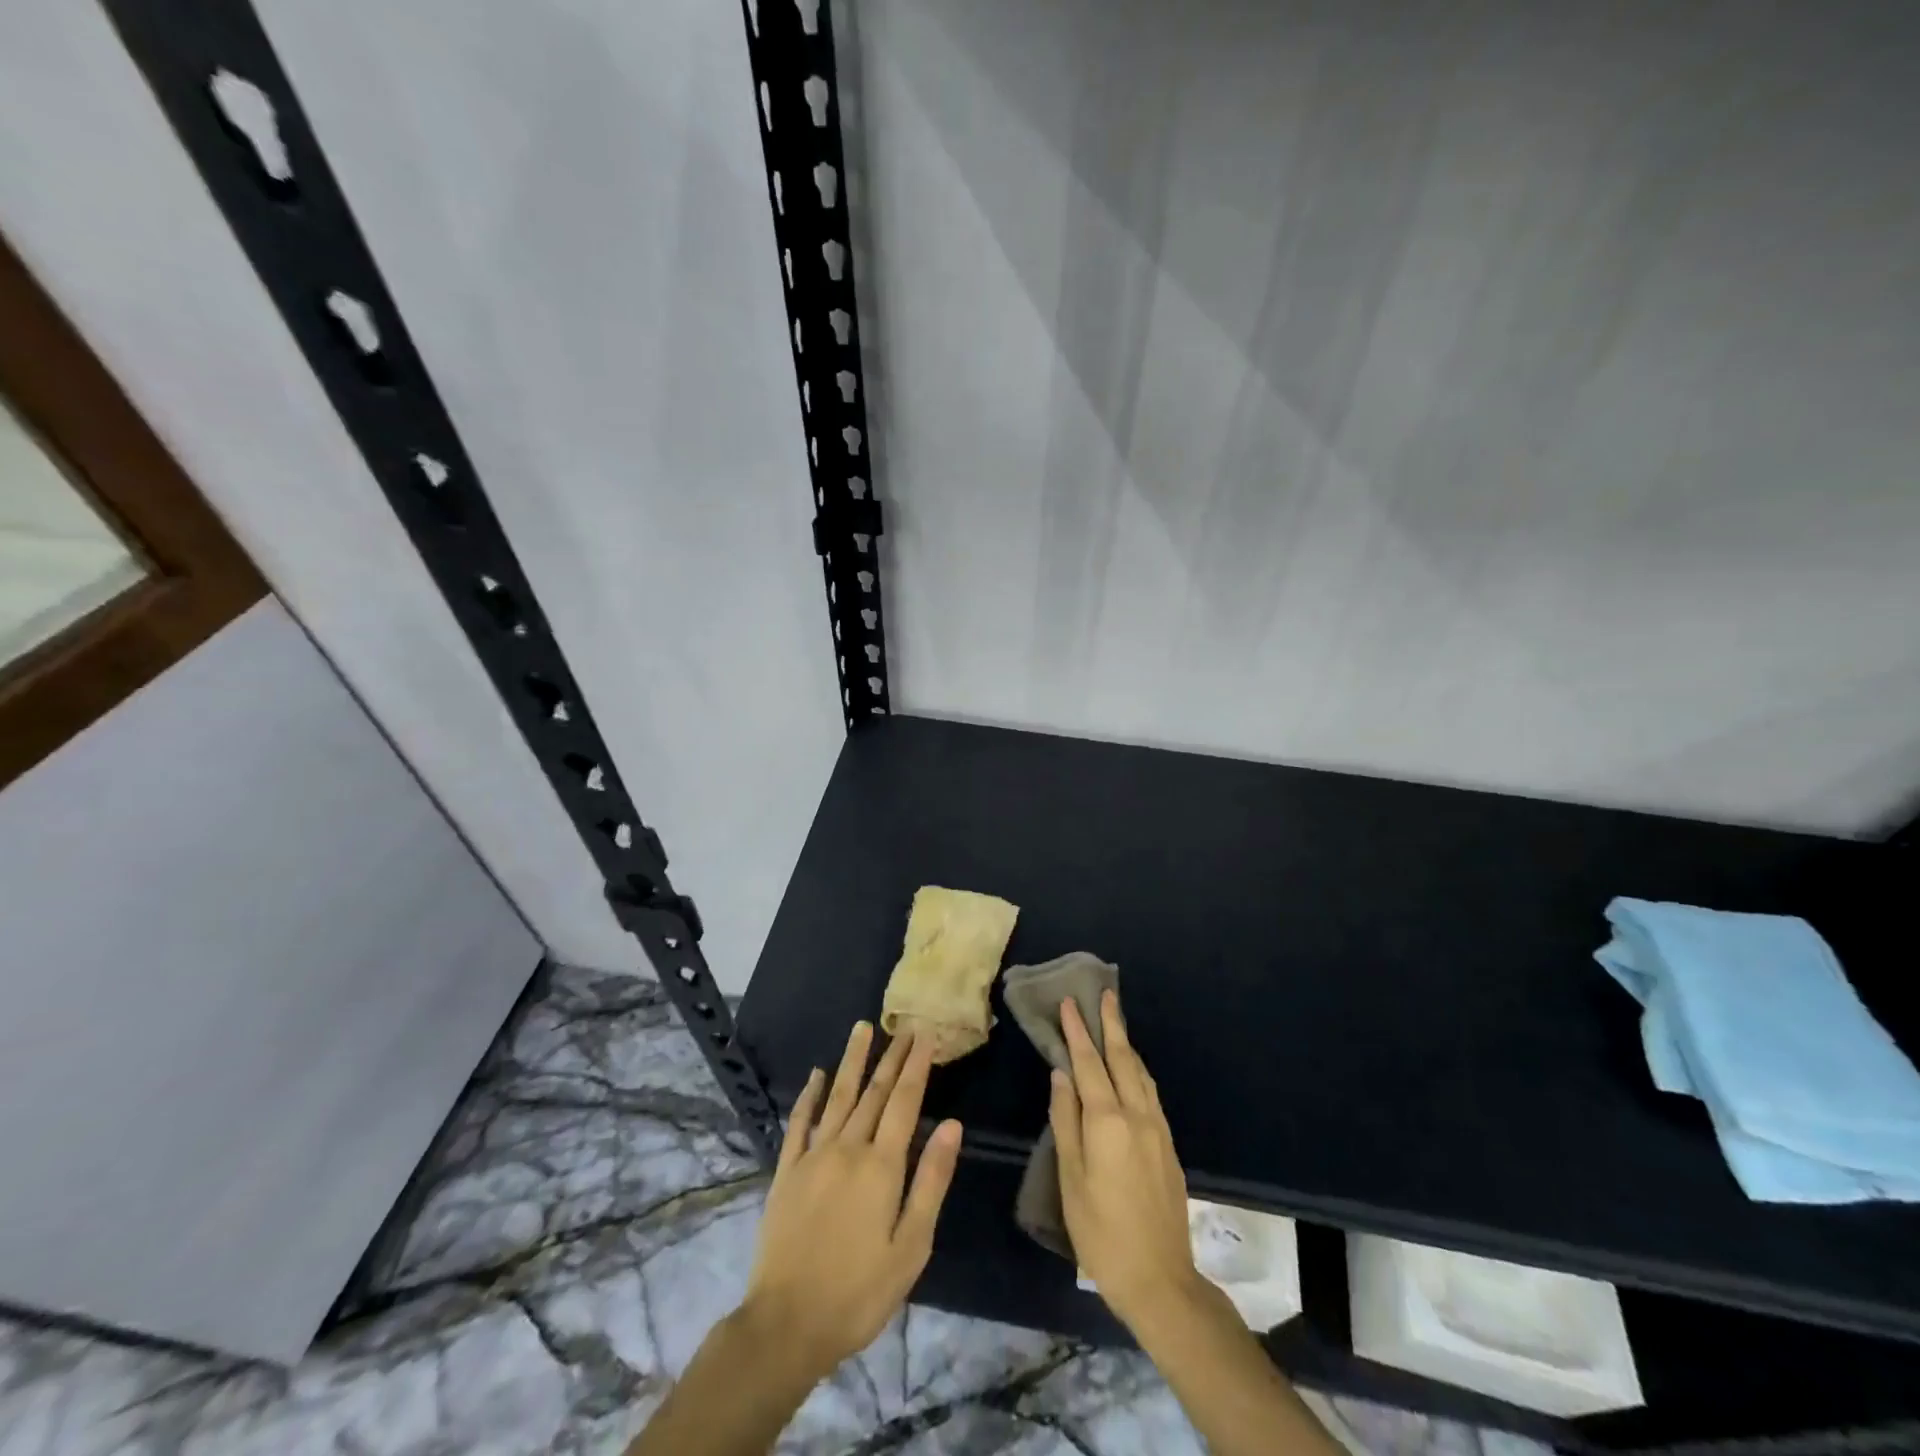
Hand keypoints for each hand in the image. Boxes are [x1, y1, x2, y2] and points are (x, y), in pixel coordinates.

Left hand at [742, 1022, 961, 1378]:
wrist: (786, 1324)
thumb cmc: (859, 1292)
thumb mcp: (911, 1246)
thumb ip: (931, 1181)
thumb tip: (953, 1125)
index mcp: (881, 1166)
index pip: (905, 1102)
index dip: (916, 1066)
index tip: (924, 1035)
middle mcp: (847, 1148)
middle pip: (874, 1092)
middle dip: (891, 1057)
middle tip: (903, 1026)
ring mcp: (813, 1156)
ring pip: (837, 1096)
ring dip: (851, 1061)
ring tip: (861, 1028)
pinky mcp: (787, 1171)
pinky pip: (799, 1122)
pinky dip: (808, 1096)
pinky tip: (816, 1075)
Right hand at [1050, 990, 1201, 1331]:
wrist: (1160, 1279)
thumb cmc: (1101, 1232)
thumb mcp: (1070, 1179)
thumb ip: (1066, 1121)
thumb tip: (1061, 1075)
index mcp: (1108, 1121)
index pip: (1088, 1064)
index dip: (1077, 1032)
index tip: (1069, 1003)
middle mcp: (1137, 1114)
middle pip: (1122, 1059)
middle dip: (1111, 1024)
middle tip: (1104, 994)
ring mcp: (1157, 1128)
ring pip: (1140, 1073)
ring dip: (1127, 1044)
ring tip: (1116, 1022)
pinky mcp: (1168, 1144)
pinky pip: (1150, 1092)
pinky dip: (1137, 1069)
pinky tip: (1132, 1070)